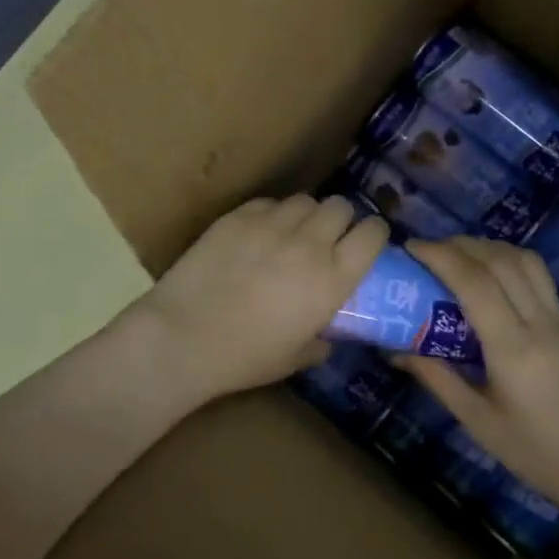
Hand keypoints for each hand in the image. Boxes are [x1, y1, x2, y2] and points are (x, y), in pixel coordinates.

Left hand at [127, 195, 388, 409]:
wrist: (184, 337)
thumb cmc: (245, 357)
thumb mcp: (296, 358)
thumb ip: (320, 341)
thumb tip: (327, 337)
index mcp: (333, 278)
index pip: (373, 233)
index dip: (373, 234)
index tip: (365, 243)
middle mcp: (310, 243)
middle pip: (340, 207)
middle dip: (339, 220)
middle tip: (325, 239)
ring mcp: (272, 225)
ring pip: (304, 200)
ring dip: (305, 215)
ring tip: (290, 233)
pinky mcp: (237, 217)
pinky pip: (267, 203)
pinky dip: (270, 215)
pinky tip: (257, 235)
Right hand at [398, 237, 558, 518]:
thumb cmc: (539, 454)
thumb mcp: (479, 422)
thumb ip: (438, 379)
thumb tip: (397, 352)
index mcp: (513, 348)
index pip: (474, 282)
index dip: (440, 256)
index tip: (410, 248)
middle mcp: (540, 323)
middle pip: (500, 260)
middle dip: (459, 245)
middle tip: (426, 251)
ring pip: (525, 261)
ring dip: (488, 248)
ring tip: (457, 256)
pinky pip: (539, 277)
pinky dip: (509, 262)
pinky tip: (490, 278)